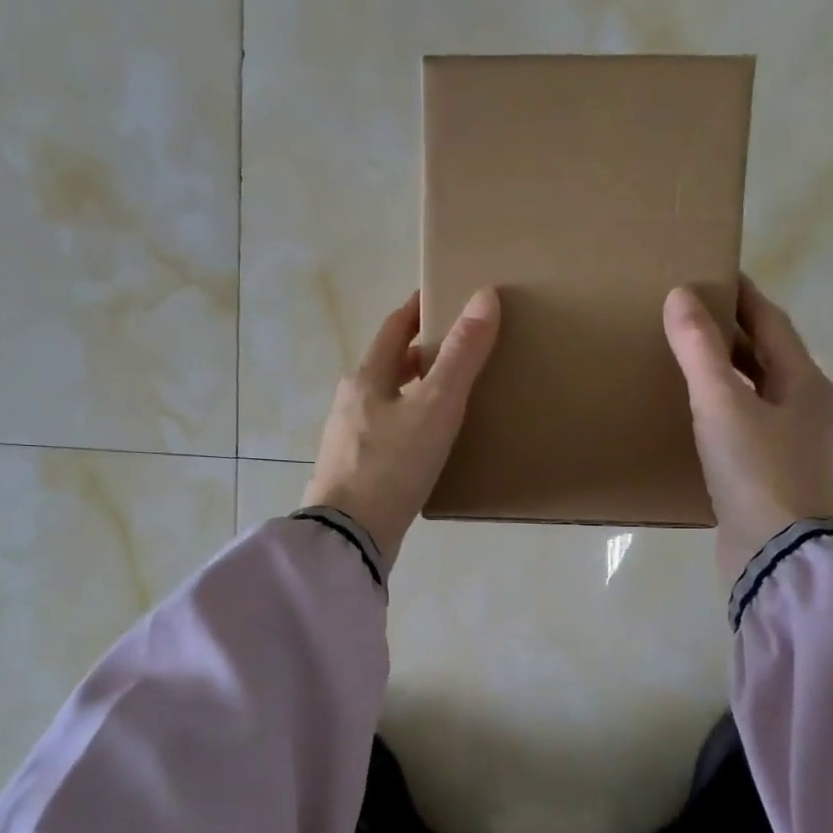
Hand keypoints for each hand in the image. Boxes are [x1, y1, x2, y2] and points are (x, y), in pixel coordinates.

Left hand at [303, 289, 501, 572]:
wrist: (350, 536)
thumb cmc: (392, 464)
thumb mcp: (435, 406)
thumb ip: (461, 355)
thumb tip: (484, 296)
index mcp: (366, 377)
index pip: (393, 328)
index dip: (417, 309)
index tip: (441, 296)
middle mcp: (352, 401)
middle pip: (387, 364)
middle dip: (418, 352)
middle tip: (457, 348)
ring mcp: (349, 437)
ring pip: (387, 399)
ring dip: (414, 389)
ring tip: (449, 393)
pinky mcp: (356, 469)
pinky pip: (387, 431)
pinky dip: (409, 422)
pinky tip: (428, 441)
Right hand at [664, 276, 832, 585]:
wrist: (776, 553)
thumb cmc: (755, 470)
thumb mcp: (721, 403)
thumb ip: (699, 350)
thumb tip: (680, 296)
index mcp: (803, 381)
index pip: (771, 321)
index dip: (741, 294)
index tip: (710, 273)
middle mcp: (804, 405)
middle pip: (766, 354)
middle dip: (730, 330)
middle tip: (687, 313)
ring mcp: (789, 441)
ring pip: (754, 389)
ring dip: (724, 369)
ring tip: (683, 356)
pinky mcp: (769, 471)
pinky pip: (743, 421)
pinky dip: (720, 406)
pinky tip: (692, 413)